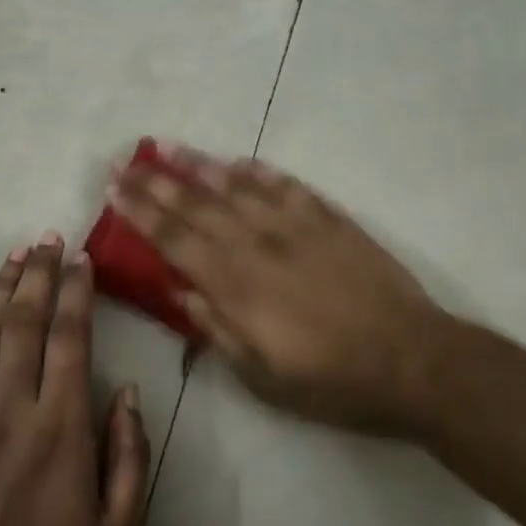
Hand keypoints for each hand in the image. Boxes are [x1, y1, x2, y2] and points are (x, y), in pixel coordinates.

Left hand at [0, 233, 149, 525]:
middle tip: (48, 236)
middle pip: (25, 321)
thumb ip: (129, 458)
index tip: (81, 258)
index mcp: (60, 427)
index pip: (69, 339)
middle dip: (38, 273)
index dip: (76, 292)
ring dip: (1, 287)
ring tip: (15, 252)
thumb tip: (125, 391)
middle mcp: (12, 407)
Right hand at [108, 145, 455, 437]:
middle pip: (195, 204)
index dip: (140, 212)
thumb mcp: (262, 375)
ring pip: (235, 185)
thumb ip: (216, 329)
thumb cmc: (330, 380)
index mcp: (234, 284)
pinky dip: (257, 170)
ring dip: (197, 164)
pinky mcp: (327, 217)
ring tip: (166, 146)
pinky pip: (283, 184)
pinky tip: (237, 160)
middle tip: (124, 159)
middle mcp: (256, 243)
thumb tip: (179, 293)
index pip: (173, 238)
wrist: (410, 359)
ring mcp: (293, 224)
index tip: (114, 188)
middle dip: (154, 181)